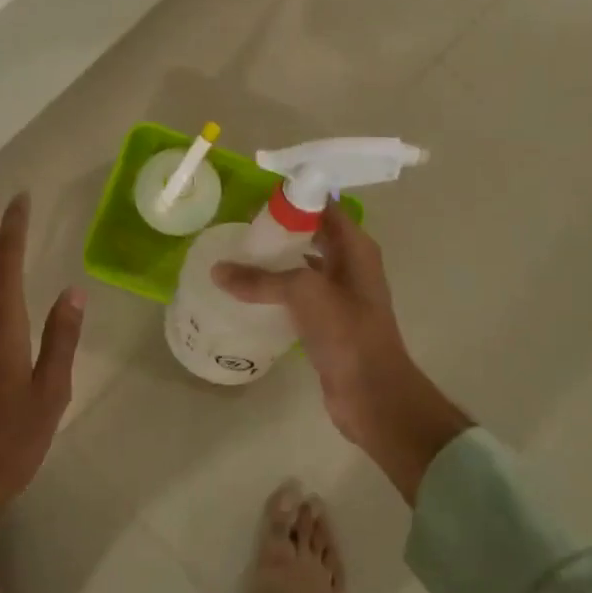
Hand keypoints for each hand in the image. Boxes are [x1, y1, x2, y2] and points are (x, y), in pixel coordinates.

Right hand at [214, 204, 470, 503]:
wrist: (373, 394)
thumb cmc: (346, 332)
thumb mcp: (304, 293)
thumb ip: (260, 279)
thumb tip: (218, 271)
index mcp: (355, 248)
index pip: (324, 207)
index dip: (294, 198)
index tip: (255, 198)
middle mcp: (350, 265)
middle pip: (311, 235)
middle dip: (279, 229)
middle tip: (240, 227)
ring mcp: (340, 296)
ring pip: (303, 266)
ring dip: (276, 261)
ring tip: (238, 256)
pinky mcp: (327, 323)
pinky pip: (297, 296)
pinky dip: (276, 291)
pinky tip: (249, 294)